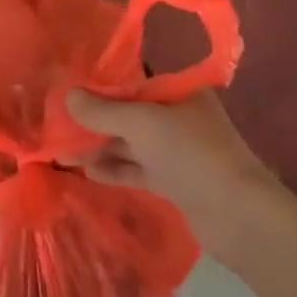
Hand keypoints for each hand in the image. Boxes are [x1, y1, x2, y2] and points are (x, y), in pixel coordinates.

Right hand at [64, 89, 280, 265]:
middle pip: (130, 113)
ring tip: (63, 152)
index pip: (134, 81)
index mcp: (180, 92)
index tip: (69, 91)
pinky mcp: (177, 182)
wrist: (238, 215)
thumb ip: (102, 111)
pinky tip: (87, 171)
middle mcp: (180, 117)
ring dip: (100, 146)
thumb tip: (68, 96)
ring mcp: (179, 151)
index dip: (101, 87)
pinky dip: (115, 169)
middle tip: (58, 125)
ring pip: (132, 143)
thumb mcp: (141, 124)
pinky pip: (138, 169)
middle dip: (95, 120)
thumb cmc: (191, 154)